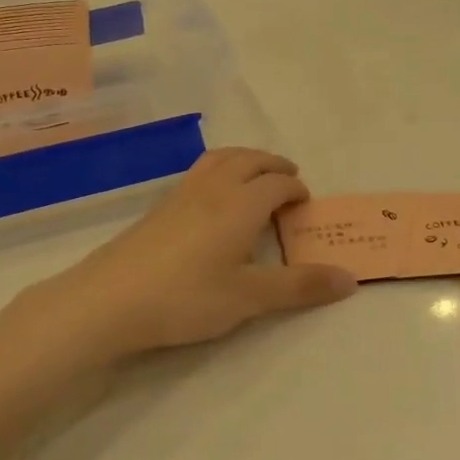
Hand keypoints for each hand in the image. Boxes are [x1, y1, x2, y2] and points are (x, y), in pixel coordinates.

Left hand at [18, 148, 356, 362]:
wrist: (109, 300)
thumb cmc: (187, 297)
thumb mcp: (249, 297)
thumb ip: (300, 286)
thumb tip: (350, 280)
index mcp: (242, 204)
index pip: (277, 183)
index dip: (296, 189)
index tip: (305, 205)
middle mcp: (214, 188)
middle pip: (250, 160)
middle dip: (274, 165)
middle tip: (288, 180)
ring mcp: (182, 194)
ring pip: (221, 159)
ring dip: (245, 160)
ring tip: (254, 177)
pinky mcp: (158, 207)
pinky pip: (200, 171)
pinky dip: (220, 170)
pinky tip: (213, 199)